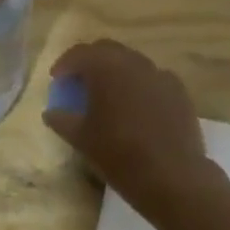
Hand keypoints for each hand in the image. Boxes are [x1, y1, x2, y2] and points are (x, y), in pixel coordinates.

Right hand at [43, 41, 211, 222]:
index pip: (79, 54)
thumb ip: (62, 120)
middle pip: (106, 50)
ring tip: (108, 94)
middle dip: (91, 62)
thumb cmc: (120, 155)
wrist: (173, 178)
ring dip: (116, 72)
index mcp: (106, 67)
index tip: (56, 79)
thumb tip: (51, 112)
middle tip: (80, 82)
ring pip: (132, 63)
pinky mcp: (179, 91)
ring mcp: (160, 74)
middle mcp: (134, 62)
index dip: (65, 64)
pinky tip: (137, 107)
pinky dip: (139, 86)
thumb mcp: (82, 140)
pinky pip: (152, 79)